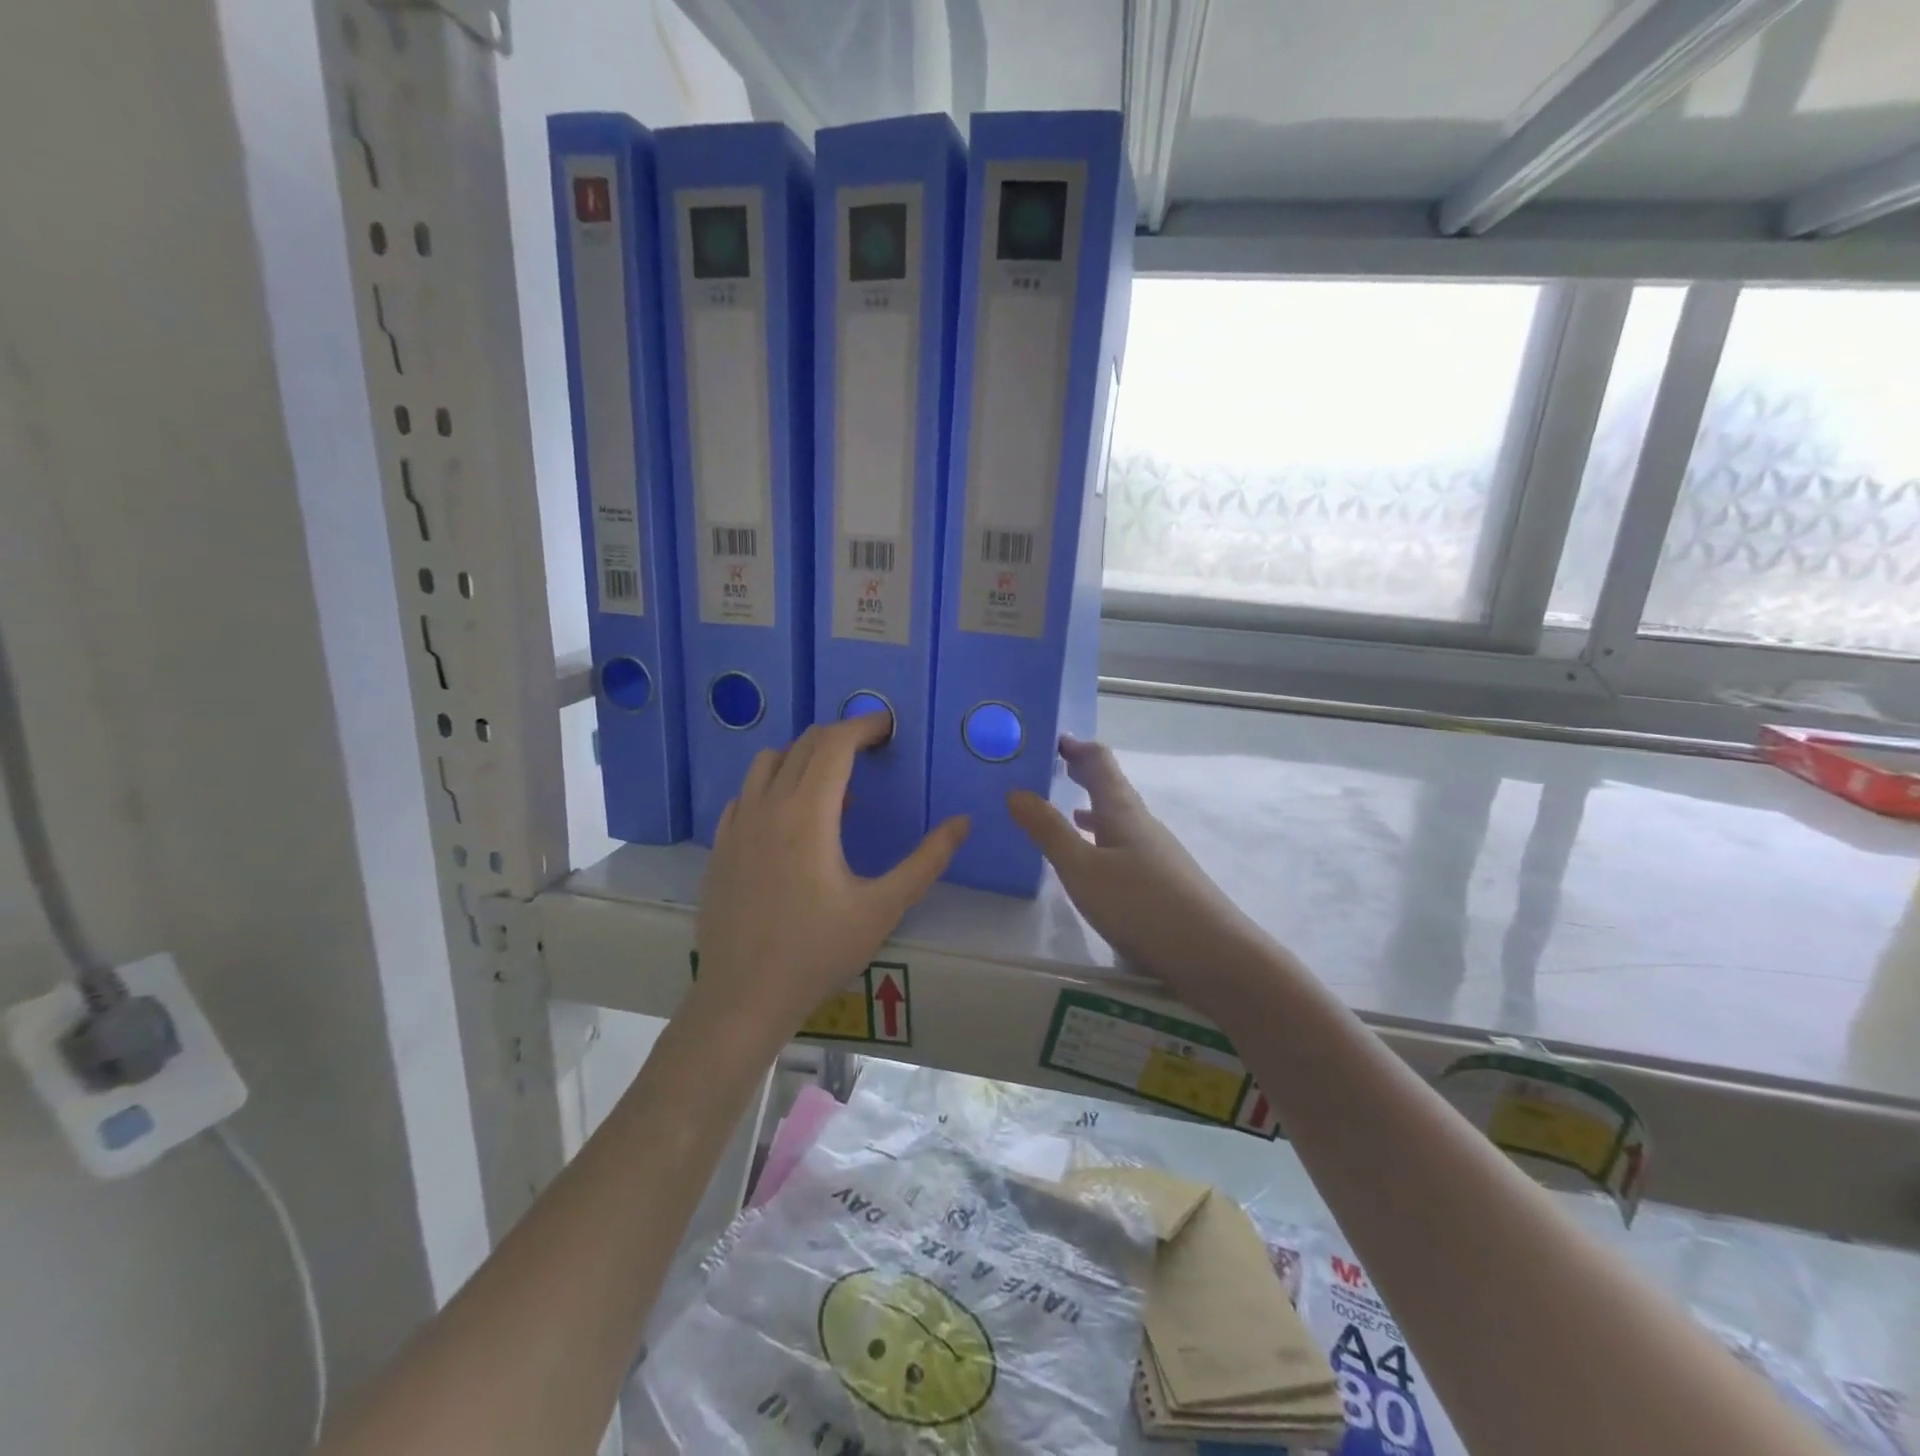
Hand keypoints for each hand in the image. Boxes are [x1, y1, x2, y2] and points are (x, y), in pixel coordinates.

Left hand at [693, 715, 969, 1047]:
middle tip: (870, 751)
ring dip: (803, 756)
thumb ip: (927, 861)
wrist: (743, 997)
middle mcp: (768, 806)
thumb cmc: (818, 952)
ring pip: (768, 762)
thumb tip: (963, 822)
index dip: (864, 726)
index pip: (835, 744)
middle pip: (803, 745)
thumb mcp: (883, 909)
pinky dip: (773, 785)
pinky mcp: (720, 846)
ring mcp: (737, 825)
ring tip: (832, 784)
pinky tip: (789, 818)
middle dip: (840, 736)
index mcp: (808, 814)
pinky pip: (747, 793)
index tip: (888, 726)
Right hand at [1008, 736, 1270, 1005]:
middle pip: (1112, 787)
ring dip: (1094, 806)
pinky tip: (1097, 861)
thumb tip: (1015, 791)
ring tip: (1070, 806)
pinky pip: (1125, 845)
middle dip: (1084, 772)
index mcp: (1122, 812)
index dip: (1077, 747)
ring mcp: (1157, 853)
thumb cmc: (1142, 905)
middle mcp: (1142, 824)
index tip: (1052, 738)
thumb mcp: (1083, 869)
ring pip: (1119, 818)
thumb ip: (1049, 831)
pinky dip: (1104, 839)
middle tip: (1057, 764)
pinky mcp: (1164, 881)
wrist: (1215, 955)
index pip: (1100, 763)